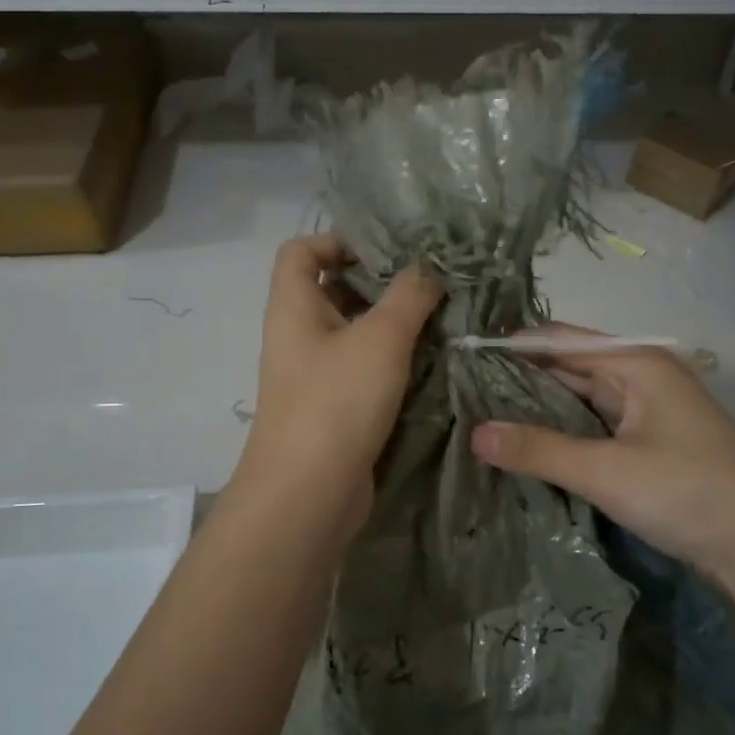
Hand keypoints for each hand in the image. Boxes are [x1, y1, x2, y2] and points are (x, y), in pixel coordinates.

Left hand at [233, 235, 440, 540]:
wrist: (310, 493)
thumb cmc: (337, 401)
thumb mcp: (381, 337)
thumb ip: (409, 295)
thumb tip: (427, 269)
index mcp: (294, 307)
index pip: (301, 250)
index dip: (338, 241)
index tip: (388, 252)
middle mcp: (298, 336)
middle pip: (333, 291)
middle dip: (380, 285)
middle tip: (430, 286)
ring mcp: (315, 375)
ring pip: (354, 334)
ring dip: (393, 327)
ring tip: (440, 322)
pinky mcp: (334, 409)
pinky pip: (363, 372)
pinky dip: (392, 364)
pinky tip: (430, 365)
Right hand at [470, 326, 734, 596]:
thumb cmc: (689, 491)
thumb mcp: (607, 470)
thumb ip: (539, 450)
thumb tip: (474, 433)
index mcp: (635, 363)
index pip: (558, 340)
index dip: (511, 347)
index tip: (461, 360)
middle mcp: (641, 377)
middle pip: (569, 368)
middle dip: (519, 380)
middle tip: (461, 395)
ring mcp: (648, 413)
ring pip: (581, 401)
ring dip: (539, 411)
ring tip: (481, 419)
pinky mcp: (650, 446)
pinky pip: (594, 429)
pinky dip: (563, 436)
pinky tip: (528, 449)